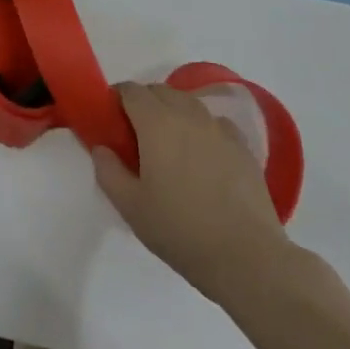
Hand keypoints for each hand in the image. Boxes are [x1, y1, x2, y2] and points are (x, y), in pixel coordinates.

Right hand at [92, 82, 296, 313]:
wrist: (247, 257)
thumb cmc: (181, 230)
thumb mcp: (131, 207)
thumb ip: (109, 171)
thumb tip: (101, 149)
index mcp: (157, 124)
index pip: (131, 91)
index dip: (117, 98)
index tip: (111, 119)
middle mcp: (189, 116)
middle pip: (161, 91)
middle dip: (144, 102)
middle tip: (136, 134)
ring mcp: (220, 130)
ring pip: (190, 104)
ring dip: (174, 112)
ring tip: (170, 144)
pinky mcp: (243, 148)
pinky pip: (216, 124)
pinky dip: (203, 129)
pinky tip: (203, 156)